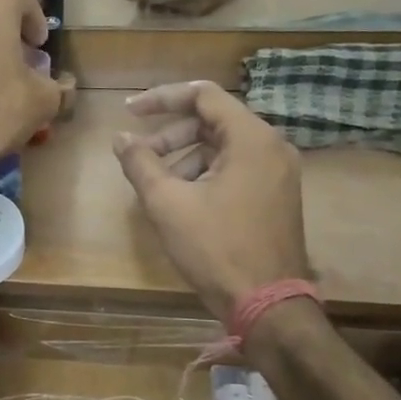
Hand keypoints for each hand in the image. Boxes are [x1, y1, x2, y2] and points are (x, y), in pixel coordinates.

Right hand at [113, 81, 308, 321]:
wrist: (267, 304)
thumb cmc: (216, 247)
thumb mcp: (167, 203)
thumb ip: (141, 162)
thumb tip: (121, 138)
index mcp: (251, 139)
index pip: (203, 95)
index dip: (161, 98)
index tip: (129, 112)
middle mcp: (272, 147)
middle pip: (213, 120)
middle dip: (171, 134)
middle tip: (140, 156)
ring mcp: (278, 172)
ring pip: (223, 146)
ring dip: (185, 156)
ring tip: (157, 184)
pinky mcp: (276, 195)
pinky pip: (236, 167)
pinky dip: (205, 172)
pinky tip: (182, 200)